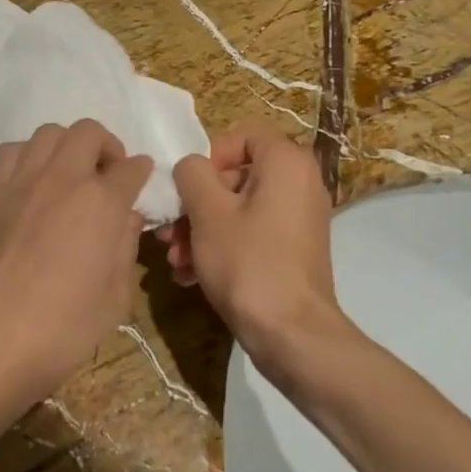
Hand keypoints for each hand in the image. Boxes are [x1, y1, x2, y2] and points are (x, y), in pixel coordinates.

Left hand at [0, 120, 152, 421]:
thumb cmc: (63, 328)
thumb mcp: (116, 297)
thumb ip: (127, 247)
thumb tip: (127, 216)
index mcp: (101, 202)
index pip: (130, 168)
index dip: (141, 172)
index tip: (140, 178)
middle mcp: (63, 178)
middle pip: (89, 132)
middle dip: (107, 146)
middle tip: (107, 174)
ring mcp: (23, 180)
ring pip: (50, 132)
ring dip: (68, 146)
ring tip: (70, 173)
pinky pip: (13, 150)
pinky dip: (29, 155)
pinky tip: (33, 182)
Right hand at [159, 125, 351, 378]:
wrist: (292, 335)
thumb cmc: (248, 262)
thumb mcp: (208, 211)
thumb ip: (192, 173)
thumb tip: (191, 167)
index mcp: (287, 162)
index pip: (242, 136)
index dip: (208, 157)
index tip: (187, 188)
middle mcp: (301, 183)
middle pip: (236, 176)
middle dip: (196, 204)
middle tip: (169, 232)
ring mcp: (299, 219)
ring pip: (240, 209)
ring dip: (202, 229)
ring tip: (175, 260)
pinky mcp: (294, 250)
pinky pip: (253, 233)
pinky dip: (224, 246)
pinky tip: (192, 274)